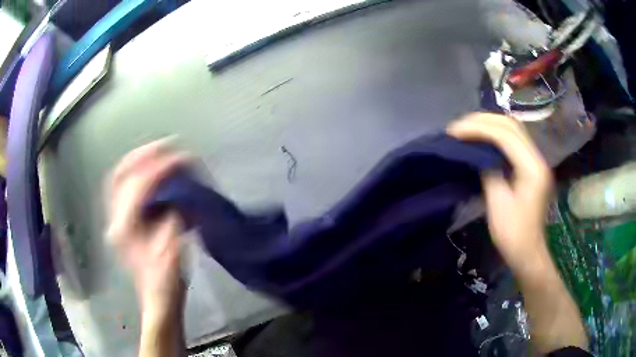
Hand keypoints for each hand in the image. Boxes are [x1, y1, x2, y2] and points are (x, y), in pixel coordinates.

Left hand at [105, 139, 190, 315]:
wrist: (157, 296)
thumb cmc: (166, 280)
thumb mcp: (173, 250)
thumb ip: (173, 218)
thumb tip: (179, 192)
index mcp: (125, 229)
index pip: (138, 187)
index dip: (159, 169)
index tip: (181, 158)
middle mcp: (114, 220)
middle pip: (121, 176)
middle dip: (144, 155)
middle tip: (167, 146)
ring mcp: (115, 219)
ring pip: (120, 179)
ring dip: (139, 161)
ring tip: (160, 151)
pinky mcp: (122, 221)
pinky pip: (125, 187)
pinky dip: (138, 173)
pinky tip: (152, 170)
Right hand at [447, 113, 552, 270]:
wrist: (528, 252)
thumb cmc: (513, 235)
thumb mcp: (497, 205)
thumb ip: (489, 173)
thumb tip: (477, 155)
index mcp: (532, 169)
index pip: (506, 136)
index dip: (479, 129)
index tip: (455, 132)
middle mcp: (537, 158)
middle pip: (511, 125)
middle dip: (483, 120)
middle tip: (459, 126)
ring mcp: (536, 160)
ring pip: (513, 129)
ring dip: (489, 124)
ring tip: (467, 128)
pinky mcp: (531, 165)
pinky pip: (513, 140)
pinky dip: (495, 134)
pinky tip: (482, 138)